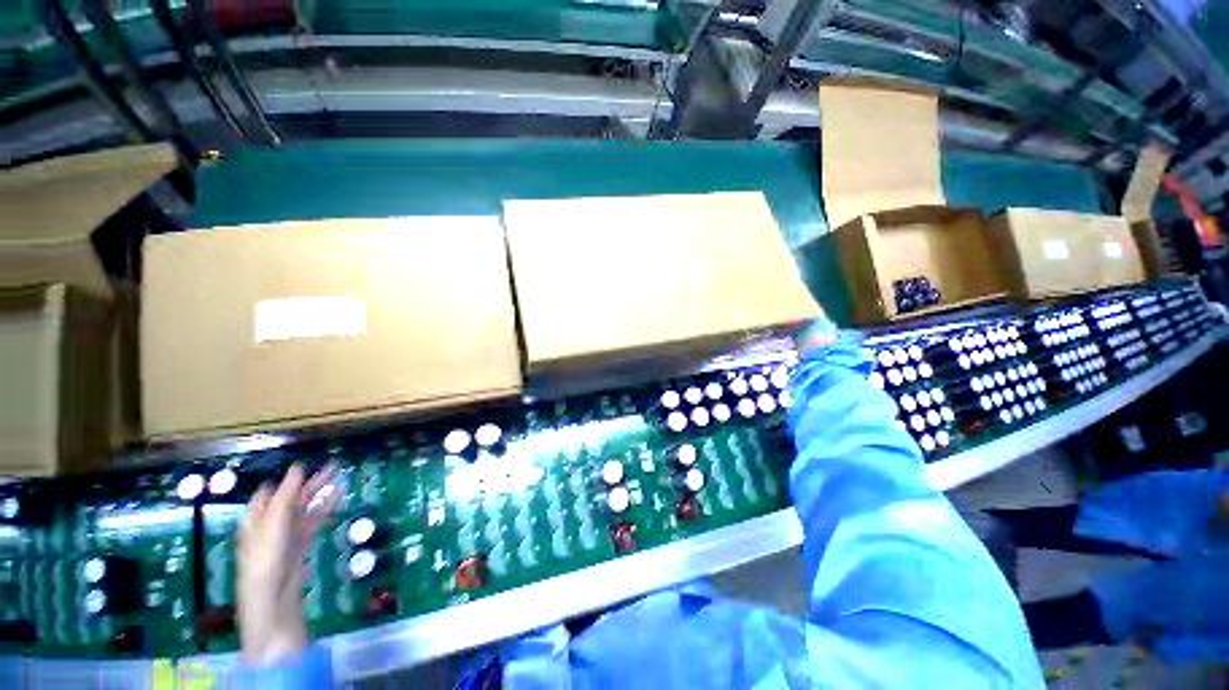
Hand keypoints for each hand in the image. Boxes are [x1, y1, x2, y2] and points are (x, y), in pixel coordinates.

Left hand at [237, 463, 339, 666]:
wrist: (274, 603)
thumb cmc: (265, 563)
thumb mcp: (272, 528)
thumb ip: (285, 498)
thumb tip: (298, 467)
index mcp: (256, 519)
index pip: (269, 492)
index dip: (285, 478)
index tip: (305, 463)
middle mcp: (271, 525)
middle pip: (291, 498)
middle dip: (309, 481)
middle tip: (332, 465)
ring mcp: (287, 536)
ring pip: (306, 507)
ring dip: (321, 491)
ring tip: (339, 475)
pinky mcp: (302, 545)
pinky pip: (315, 520)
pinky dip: (327, 507)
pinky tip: (339, 496)